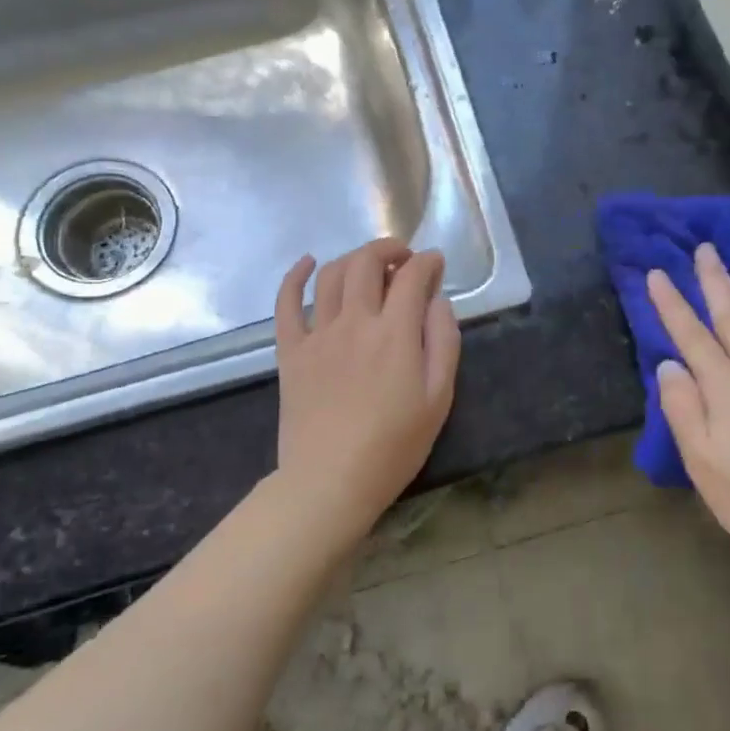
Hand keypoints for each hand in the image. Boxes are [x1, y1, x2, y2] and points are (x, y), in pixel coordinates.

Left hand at [273, 237, 460, 530]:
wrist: (330, 481)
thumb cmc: (393, 446)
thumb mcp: (438, 398)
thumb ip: (443, 341)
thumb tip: (438, 300)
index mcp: (395, 333)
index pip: (412, 276)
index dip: (428, 262)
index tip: (436, 263)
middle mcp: (355, 321)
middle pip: (367, 262)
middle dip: (389, 249)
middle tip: (404, 258)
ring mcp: (317, 334)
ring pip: (332, 275)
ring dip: (354, 258)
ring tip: (370, 265)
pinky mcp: (291, 351)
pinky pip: (287, 303)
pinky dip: (296, 276)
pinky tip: (308, 263)